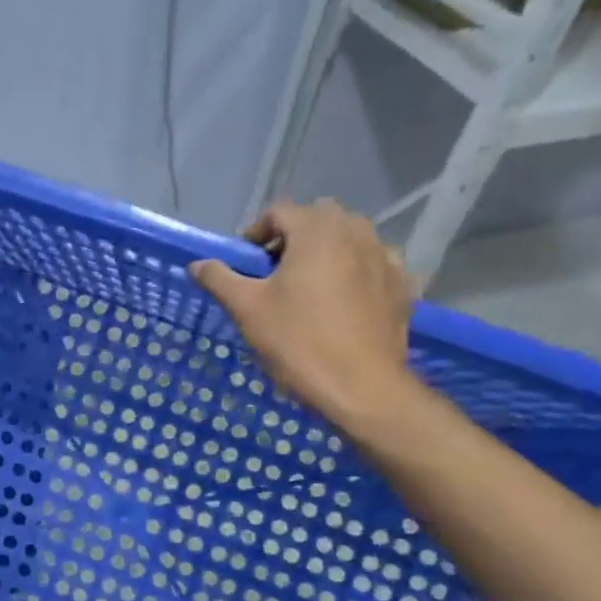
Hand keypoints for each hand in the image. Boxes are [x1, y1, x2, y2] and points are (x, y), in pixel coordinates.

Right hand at [191, 199, 418, 432]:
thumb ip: (220, 278)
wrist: (361, 388)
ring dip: (327, 252)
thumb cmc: (298, 341)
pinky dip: (357, 273)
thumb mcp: (246, 309)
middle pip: (318, 219)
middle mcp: (357, 233)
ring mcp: (386, 258)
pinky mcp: (402, 286)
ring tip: (309, 288)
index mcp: (317, 230)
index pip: (279, 212)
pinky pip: (375, 265)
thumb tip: (198, 264)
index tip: (246, 266)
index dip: (256, 234)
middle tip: (274, 274)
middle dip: (293, 238)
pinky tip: (344, 302)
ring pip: (350, 239)